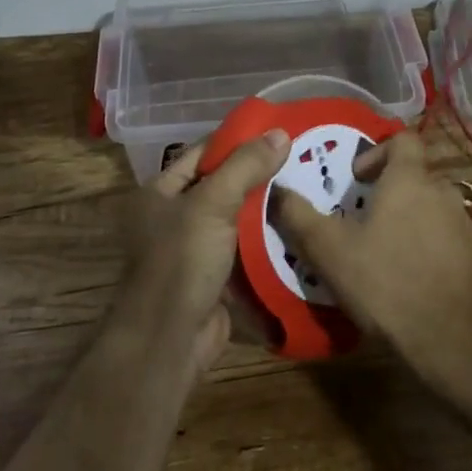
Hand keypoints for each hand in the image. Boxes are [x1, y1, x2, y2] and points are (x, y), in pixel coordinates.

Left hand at [114, 128, 290, 372]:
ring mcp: (196, 249)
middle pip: (223, 185)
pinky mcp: (216, 277)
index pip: (203, 154)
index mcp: (160, 192)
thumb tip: (281, 132)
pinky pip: (246, 250)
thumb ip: (246, 165)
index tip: (278, 130)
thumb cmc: (181, 261)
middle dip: (259, 175)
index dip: (238, 141)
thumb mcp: (212, 203)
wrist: (169, 340)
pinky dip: (268, 241)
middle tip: (304, 158)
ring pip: (237, 219)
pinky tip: (300, 226)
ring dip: (267, 208)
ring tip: (311, 186)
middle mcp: (174, 217)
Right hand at [271, 131, 471, 380]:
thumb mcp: (329, 250)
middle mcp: (442, 192)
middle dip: (387, 192)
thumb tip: (277, 189)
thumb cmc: (386, 282)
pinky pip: (446, 238)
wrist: (454, 340)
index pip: (403, 139)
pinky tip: (409, 279)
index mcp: (409, 179)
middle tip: (360, 221)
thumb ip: (299, 215)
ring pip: (430, 208)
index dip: (378, 151)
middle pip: (414, 176)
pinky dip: (427, 247)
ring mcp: (464, 224)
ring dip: (408, 220)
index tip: (356, 179)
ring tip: (382, 253)